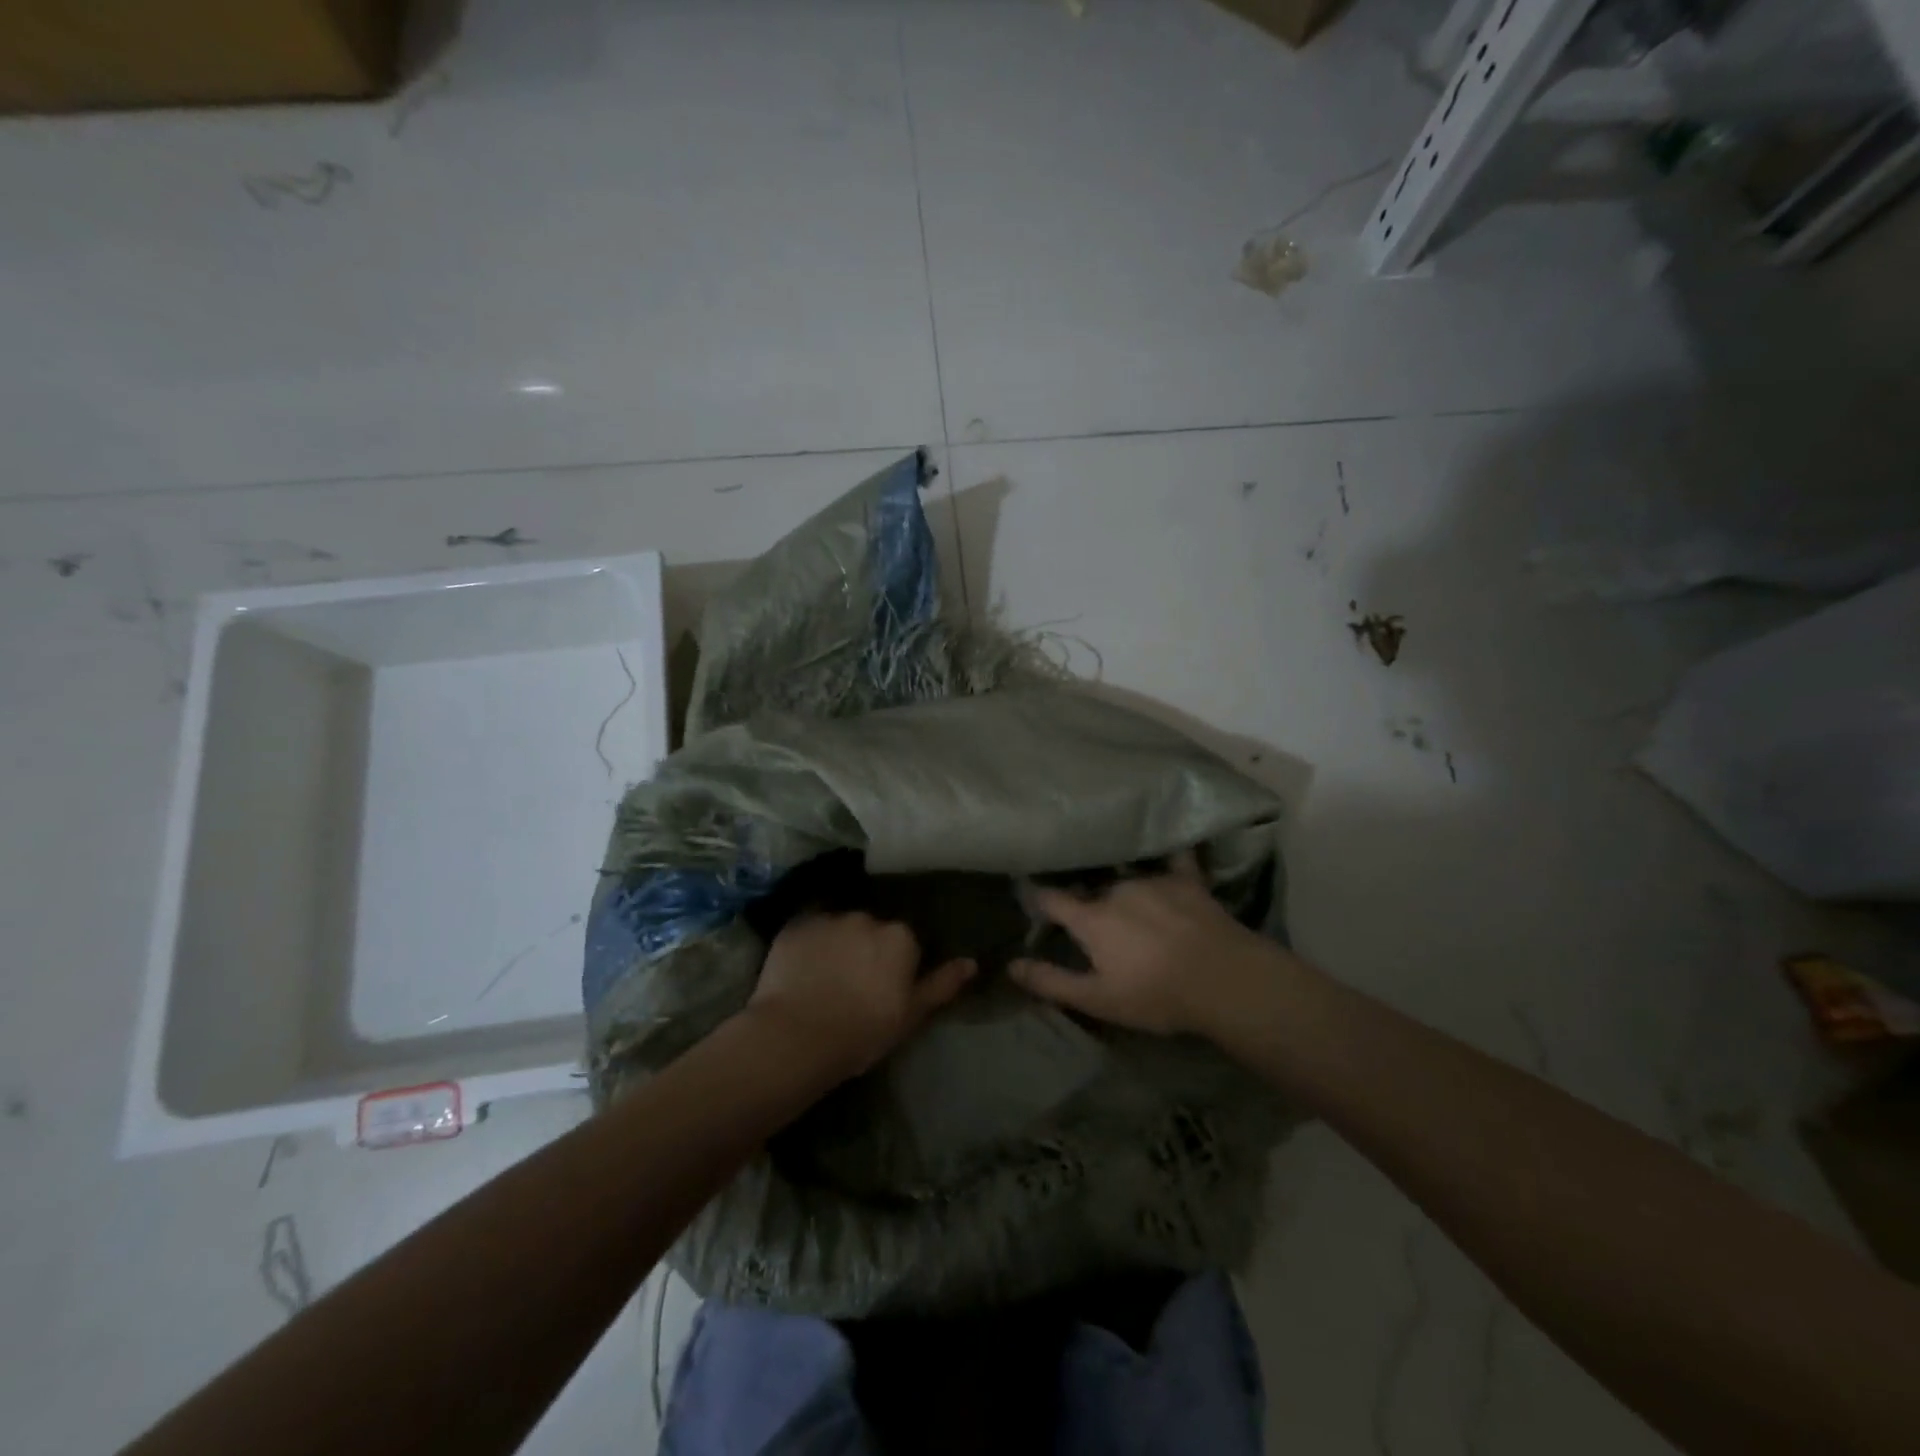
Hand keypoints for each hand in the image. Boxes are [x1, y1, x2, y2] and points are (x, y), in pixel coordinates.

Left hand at [744, 912, 975, 1080]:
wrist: (797, 1036)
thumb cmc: (863, 1031)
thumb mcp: (911, 1015)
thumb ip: (941, 984)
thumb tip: (971, 962)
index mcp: (899, 937)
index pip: (904, 944)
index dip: (894, 968)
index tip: (883, 992)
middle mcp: (866, 918)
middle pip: (871, 931)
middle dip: (865, 950)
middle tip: (852, 986)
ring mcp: (828, 919)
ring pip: (839, 929)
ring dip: (837, 946)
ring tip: (823, 980)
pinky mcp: (795, 926)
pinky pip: (809, 932)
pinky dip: (809, 947)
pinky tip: (800, 972)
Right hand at [1008, 855, 1290, 1039]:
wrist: (1224, 980)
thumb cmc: (1156, 994)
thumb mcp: (1098, 998)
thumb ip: (1052, 981)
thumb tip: (1011, 965)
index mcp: (1092, 918)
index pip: (1052, 900)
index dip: (1038, 898)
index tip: (1031, 896)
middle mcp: (1117, 890)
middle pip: (1091, 890)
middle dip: (1085, 899)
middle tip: (1089, 914)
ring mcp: (1154, 880)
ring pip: (1127, 877)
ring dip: (1121, 886)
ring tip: (1126, 894)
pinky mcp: (1188, 880)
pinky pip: (1175, 858)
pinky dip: (1167, 855)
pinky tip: (1168, 845)